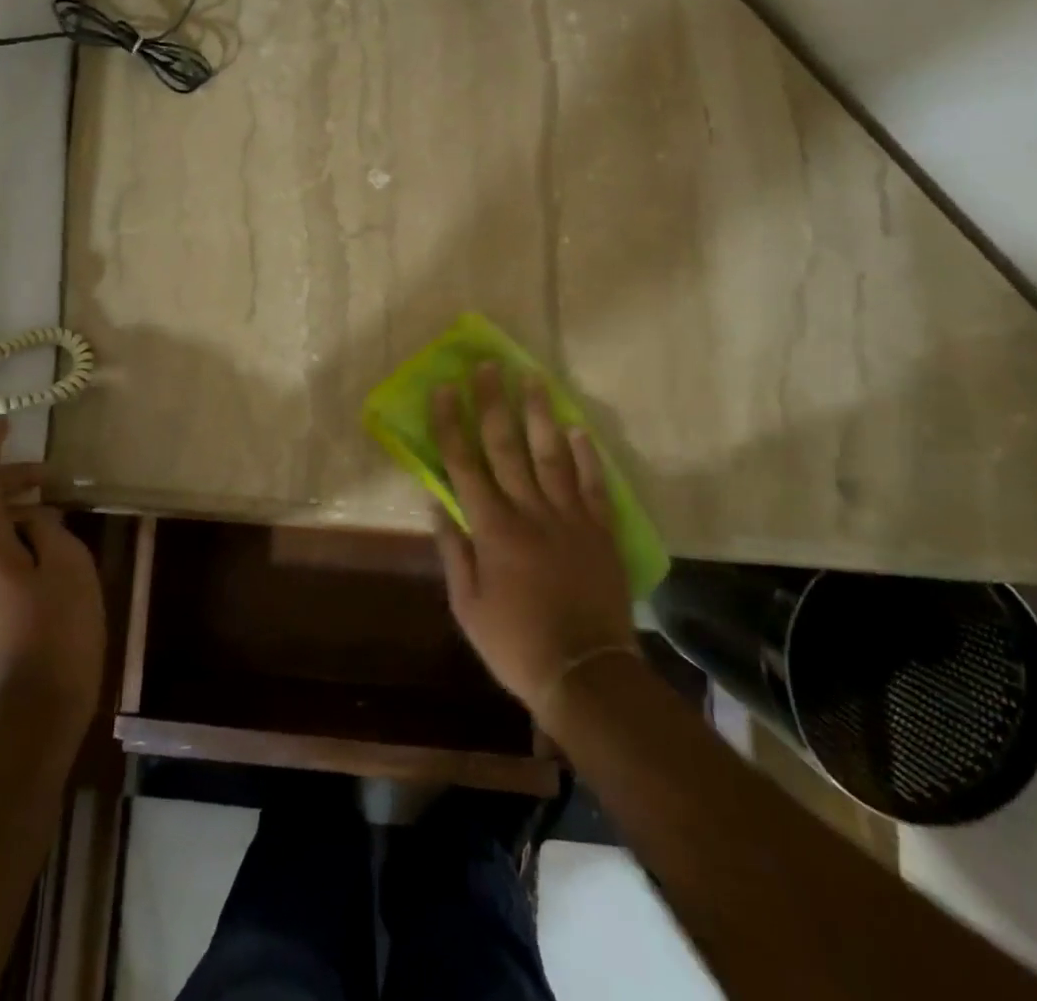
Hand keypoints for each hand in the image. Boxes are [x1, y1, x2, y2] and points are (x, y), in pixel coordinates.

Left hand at [0, 418, 106, 722]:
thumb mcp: (68, 566)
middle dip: (11, 483)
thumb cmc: (56, 630)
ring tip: (55, 518)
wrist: (29, 715)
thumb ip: (49, 530)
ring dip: (15, 517)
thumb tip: (34, 521)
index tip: (2, 424)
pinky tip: (46, 559)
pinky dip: (14, 546)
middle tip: (51, 477)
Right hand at [430, 364, 641, 728]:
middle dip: (494, 402)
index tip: (445, 388)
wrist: (585, 672)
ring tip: (533, 377)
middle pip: (507, 446)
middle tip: (488, 365)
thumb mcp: (466, 605)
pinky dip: (587, 455)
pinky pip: (593, 484)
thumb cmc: (515, 642)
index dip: (452, 423)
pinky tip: (579, 428)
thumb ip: (453, 549)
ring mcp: (569, 517)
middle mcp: (529, 511)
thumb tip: (436, 503)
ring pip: (551, 454)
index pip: (465, 463)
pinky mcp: (600, 530)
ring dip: (539, 413)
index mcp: (492, 528)